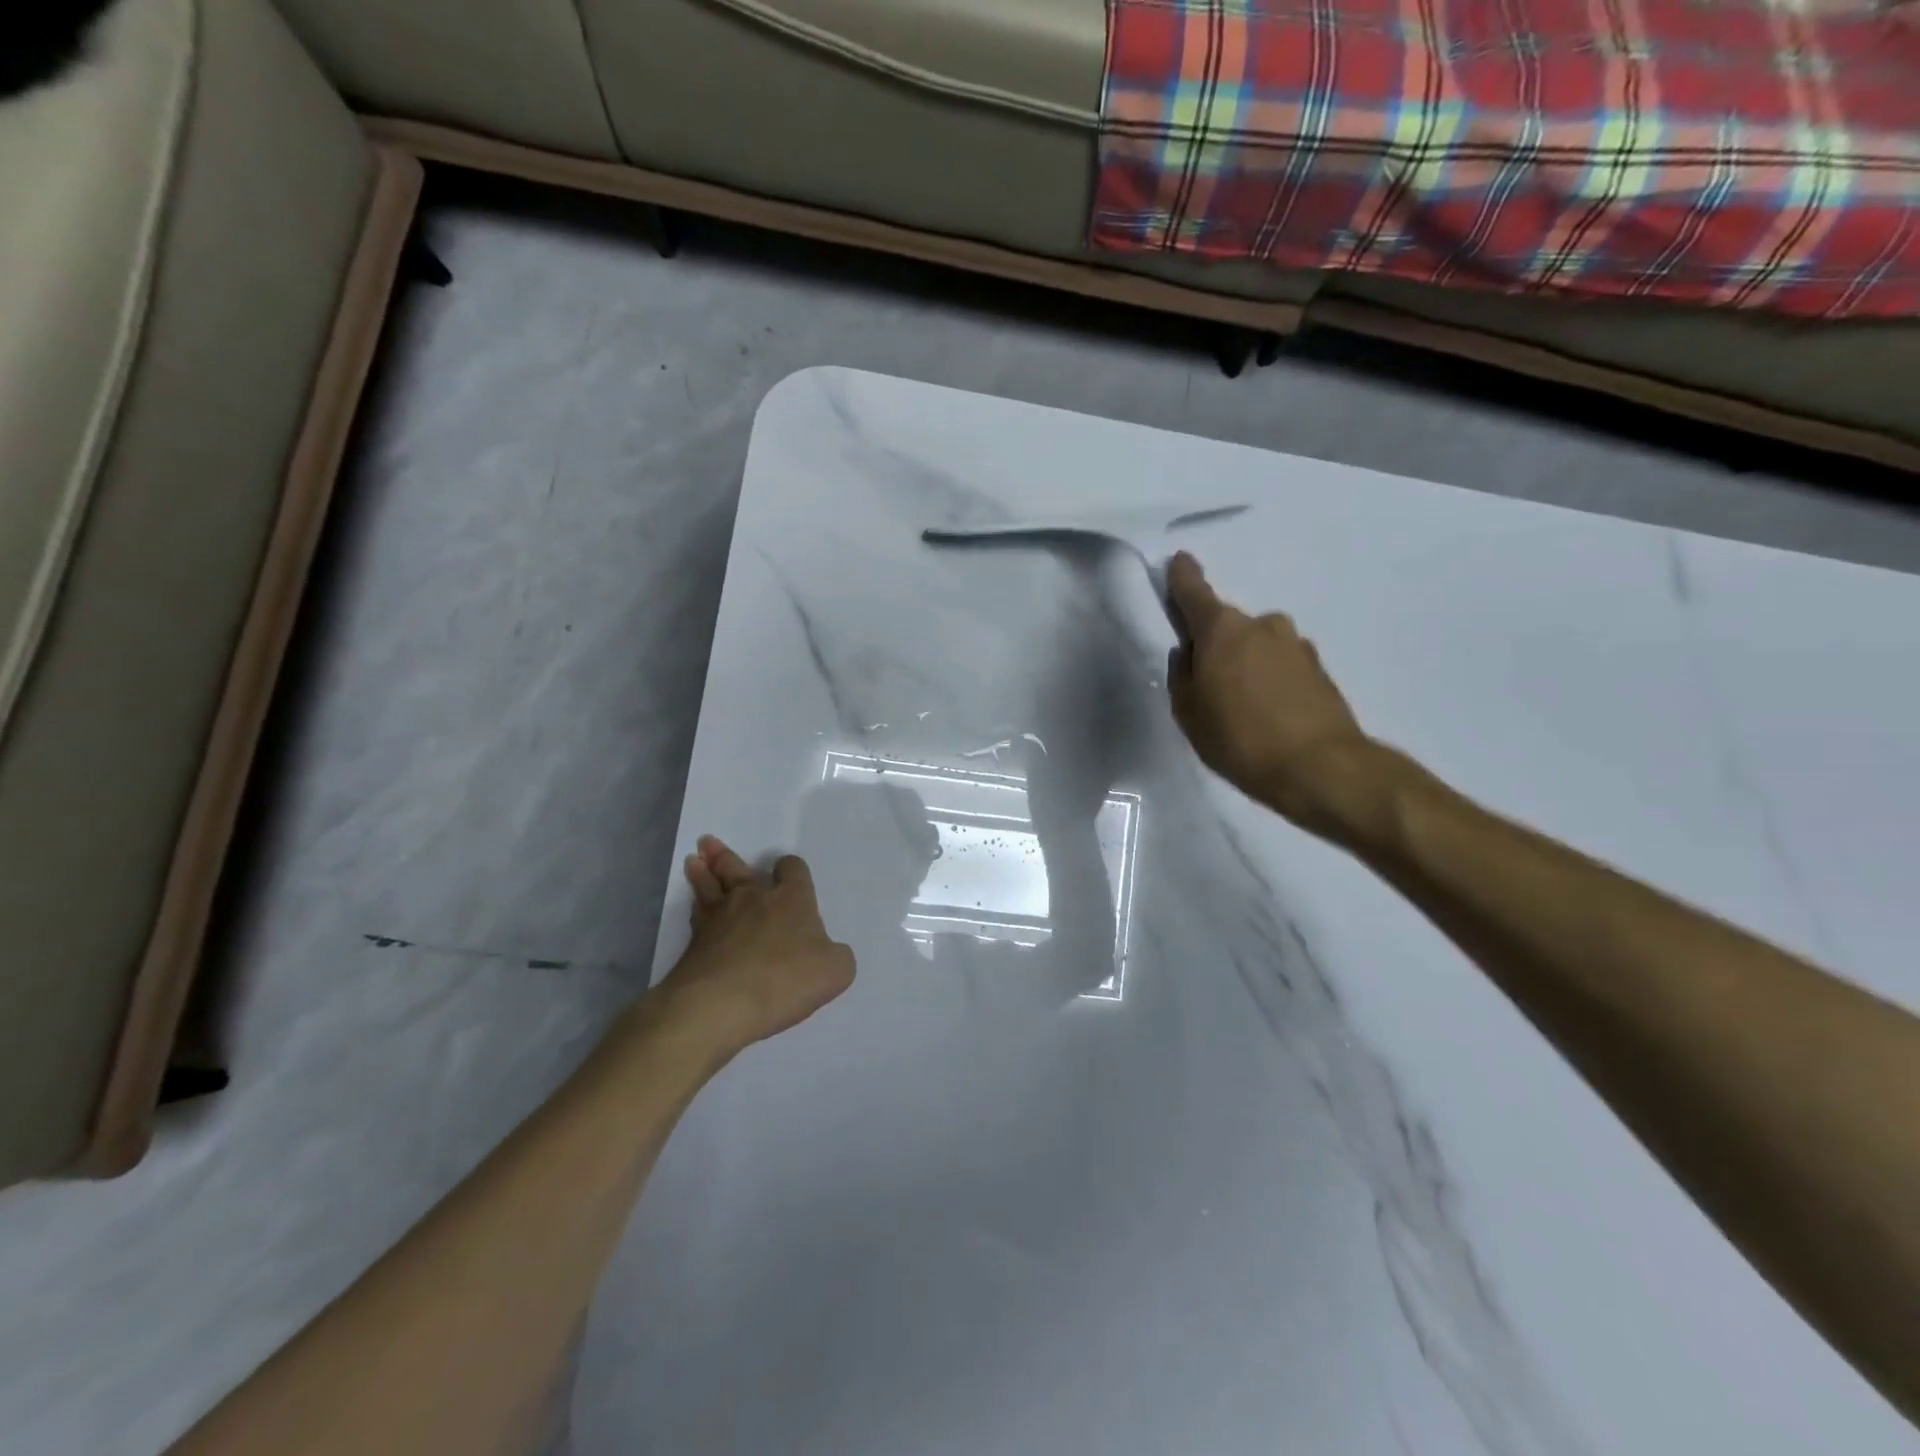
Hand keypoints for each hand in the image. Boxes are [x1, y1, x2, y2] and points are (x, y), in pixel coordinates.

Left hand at [654, 836, 854, 1056]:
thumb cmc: (786, 980)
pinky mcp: (695, 942)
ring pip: (710, 885)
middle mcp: (754, 899)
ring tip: (694, 860)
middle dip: (727, 856)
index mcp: (792, 899)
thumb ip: (836, 955)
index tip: (787, 872)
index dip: (791, 869)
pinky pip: (696, 914)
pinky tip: (693, 904)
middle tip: (710, 843)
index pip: (792, 869)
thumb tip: (827, 952)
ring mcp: (720, 918)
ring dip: (703, 872)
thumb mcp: (836, 971)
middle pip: (738, 868)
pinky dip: (695, 905)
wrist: (721, 1004)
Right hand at [1166, 552, 1373, 835]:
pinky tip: (1268, 714)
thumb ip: (1181, 676)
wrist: (1320, 767)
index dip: (1182, 577)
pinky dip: (1270, 679)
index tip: (1179, 562)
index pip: (1194, 592)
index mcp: (1222, 630)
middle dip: (1215, 644)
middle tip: (1207, 683)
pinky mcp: (1319, 669)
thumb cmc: (1239, 738)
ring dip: (1246, 664)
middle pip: (1228, 626)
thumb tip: (1188, 653)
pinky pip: (1281, 665)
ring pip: (1257, 645)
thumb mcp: (1189, 713)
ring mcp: (1296, 644)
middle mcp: (1262, 625)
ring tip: (1241, 707)